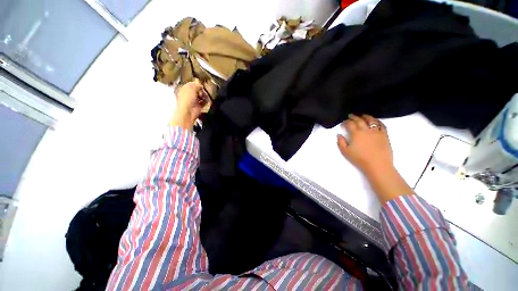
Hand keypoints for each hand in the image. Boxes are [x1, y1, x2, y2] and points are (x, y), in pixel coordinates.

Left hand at [169, 80, 207, 129]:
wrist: (188, 111)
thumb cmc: (186, 99)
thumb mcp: (191, 87)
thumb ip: (197, 84)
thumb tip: (201, 86)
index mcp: (184, 89)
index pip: (192, 85)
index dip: (197, 84)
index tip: (200, 85)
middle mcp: (189, 95)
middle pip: (198, 90)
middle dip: (201, 91)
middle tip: (202, 92)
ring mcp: (194, 101)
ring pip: (202, 96)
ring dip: (204, 96)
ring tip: (204, 97)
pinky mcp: (199, 107)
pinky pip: (204, 102)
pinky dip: (206, 101)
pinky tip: (205, 101)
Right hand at [337, 114, 392, 175]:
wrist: (377, 164)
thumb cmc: (359, 158)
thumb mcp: (345, 151)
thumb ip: (340, 142)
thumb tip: (339, 135)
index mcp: (356, 133)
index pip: (350, 124)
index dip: (345, 122)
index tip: (343, 123)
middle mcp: (366, 130)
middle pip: (359, 120)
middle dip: (354, 117)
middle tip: (350, 116)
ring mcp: (376, 131)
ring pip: (371, 120)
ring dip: (366, 116)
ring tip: (362, 115)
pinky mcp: (384, 135)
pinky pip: (381, 125)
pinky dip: (377, 121)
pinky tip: (375, 121)